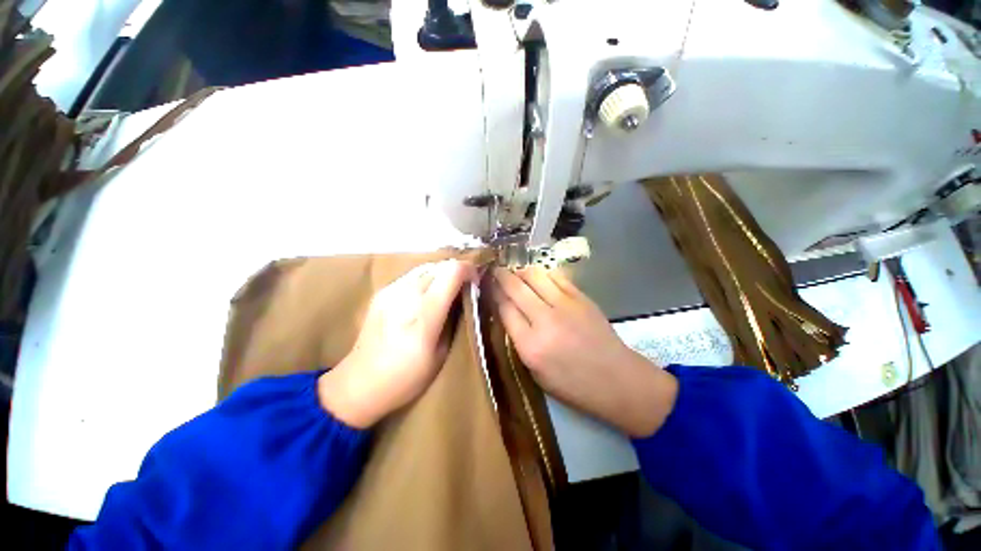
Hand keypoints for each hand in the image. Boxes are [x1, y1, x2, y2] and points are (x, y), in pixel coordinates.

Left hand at [318, 259, 476, 427]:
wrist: (359, 382)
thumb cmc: (407, 376)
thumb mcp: (441, 353)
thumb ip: (453, 319)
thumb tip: (463, 297)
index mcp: (424, 314)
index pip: (452, 272)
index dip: (469, 270)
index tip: (476, 282)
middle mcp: (406, 295)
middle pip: (440, 265)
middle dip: (456, 272)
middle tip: (463, 289)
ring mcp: (391, 290)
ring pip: (426, 267)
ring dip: (441, 275)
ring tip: (445, 292)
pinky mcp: (382, 292)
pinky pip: (411, 276)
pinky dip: (425, 280)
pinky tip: (424, 297)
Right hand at [489, 267, 677, 436]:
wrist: (616, 379)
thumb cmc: (573, 384)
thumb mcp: (536, 372)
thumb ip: (518, 341)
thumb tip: (506, 313)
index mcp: (530, 345)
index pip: (504, 308)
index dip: (493, 293)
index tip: (487, 285)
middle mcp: (544, 320)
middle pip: (515, 288)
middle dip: (501, 276)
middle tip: (494, 270)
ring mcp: (565, 305)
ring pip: (534, 276)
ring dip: (520, 271)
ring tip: (515, 272)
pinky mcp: (581, 297)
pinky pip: (556, 277)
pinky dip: (542, 274)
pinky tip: (538, 276)